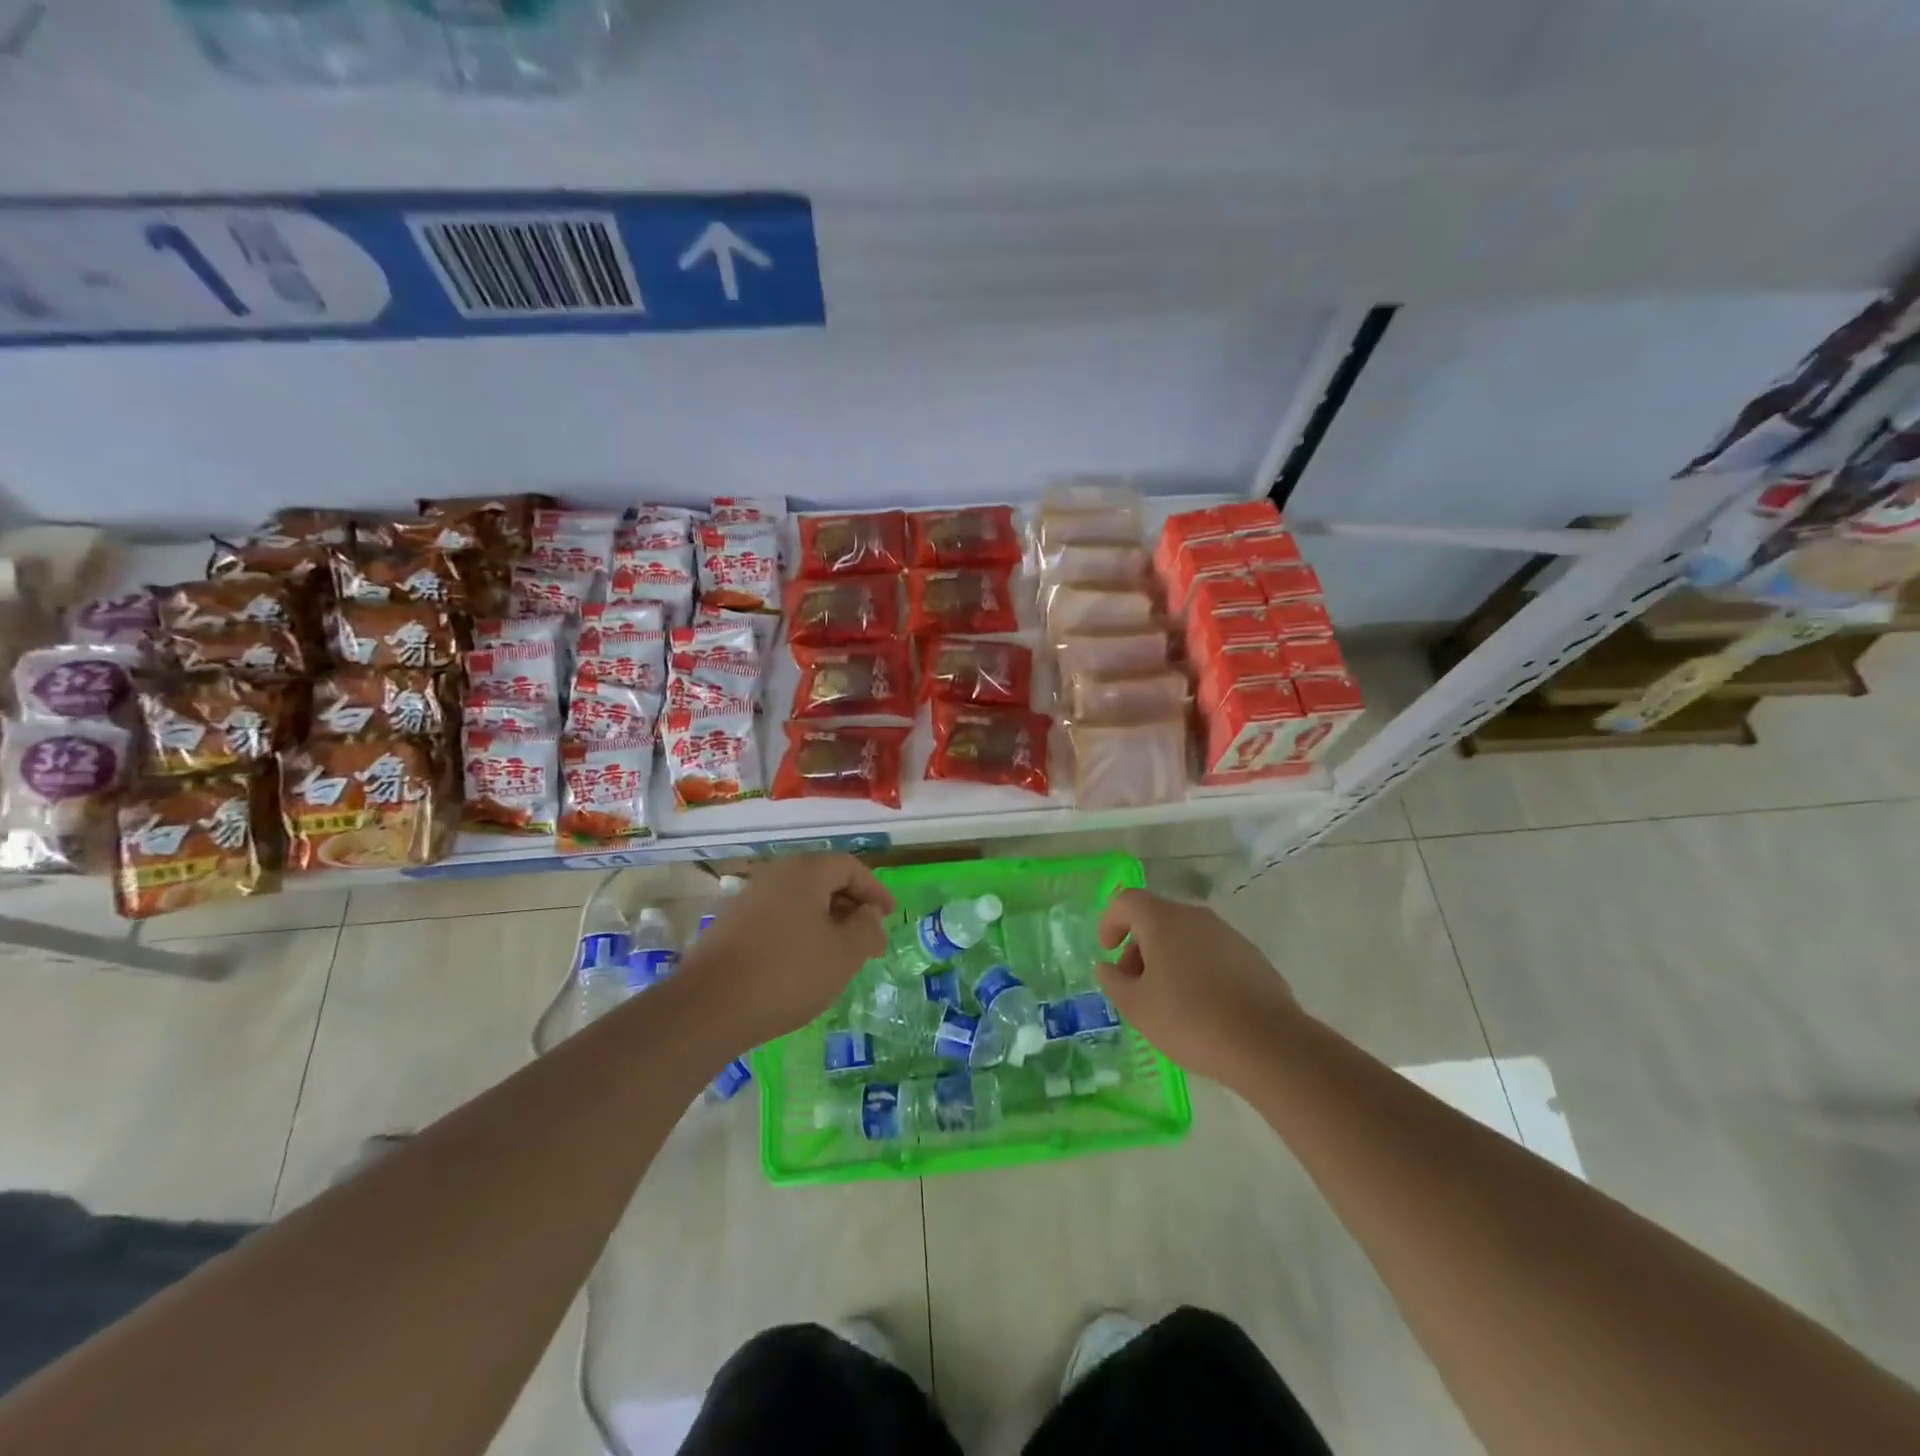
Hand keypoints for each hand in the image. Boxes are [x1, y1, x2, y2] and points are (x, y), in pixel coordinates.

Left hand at [679, 855, 893, 1052]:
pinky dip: (798, 932)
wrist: (708, 1007)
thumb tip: (869, 915)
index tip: (889, 915)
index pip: (850, 867)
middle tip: (868, 937)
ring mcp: (748, 898)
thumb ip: (866, 929)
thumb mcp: (843, 954)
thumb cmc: (787, 973)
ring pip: (799, 901)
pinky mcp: (730, 925)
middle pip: (823, 880)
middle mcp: (775, 874)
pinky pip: (777, 918)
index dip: (875, 889)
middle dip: (850, 906)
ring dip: (824, 921)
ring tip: (839, 954)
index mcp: (806, 871)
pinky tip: (802, 964)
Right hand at [1096, 889, 1300, 1088]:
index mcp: (1164, 920)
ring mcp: (1228, 935)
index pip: (1127, 901)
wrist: (1268, 1044)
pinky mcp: (1252, 957)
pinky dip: (1196, 970)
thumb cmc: (1190, 1020)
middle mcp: (1196, 917)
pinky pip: (1212, 954)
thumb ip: (1113, 981)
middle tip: (1134, 985)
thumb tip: (1108, 967)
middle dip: (1138, 947)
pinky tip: (1201, 1007)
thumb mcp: (1136, 1007)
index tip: (1107, 951)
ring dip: (1168, 959)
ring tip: (1167, 1001)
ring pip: (1186, 937)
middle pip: (1157, 919)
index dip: (1110, 921)